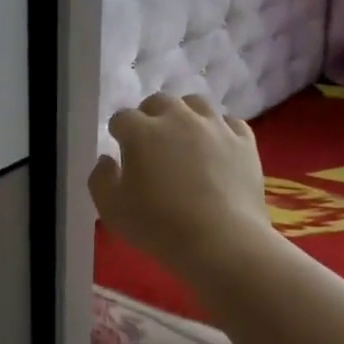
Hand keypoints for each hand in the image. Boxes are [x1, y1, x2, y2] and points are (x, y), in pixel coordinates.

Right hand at [89, 93, 271, 275]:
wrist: (221, 242)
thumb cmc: (158, 226)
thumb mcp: (111, 209)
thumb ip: (100, 179)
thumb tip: (107, 160)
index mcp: (141, 132)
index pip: (122, 118)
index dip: (118, 133)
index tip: (120, 150)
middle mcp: (178, 118)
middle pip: (159, 102)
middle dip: (149, 116)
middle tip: (150, 143)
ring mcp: (215, 127)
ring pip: (196, 104)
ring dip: (184, 115)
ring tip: (184, 138)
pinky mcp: (244, 141)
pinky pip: (229, 123)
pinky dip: (219, 130)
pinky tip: (216, 147)